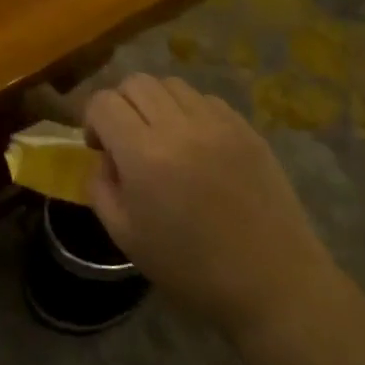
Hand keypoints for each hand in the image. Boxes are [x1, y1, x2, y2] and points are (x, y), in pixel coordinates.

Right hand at [84, 75, 334, 339]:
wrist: (272, 282)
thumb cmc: (192, 269)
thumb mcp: (126, 237)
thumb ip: (101, 187)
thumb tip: (105, 158)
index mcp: (145, 155)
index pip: (104, 102)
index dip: (92, 120)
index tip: (100, 148)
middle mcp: (180, 127)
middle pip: (136, 82)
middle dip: (121, 104)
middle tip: (126, 139)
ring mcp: (218, 123)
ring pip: (171, 84)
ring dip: (155, 103)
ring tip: (162, 138)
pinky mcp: (246, 128)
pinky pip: (206, 99)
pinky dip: (189, 111)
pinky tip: (196, 145)